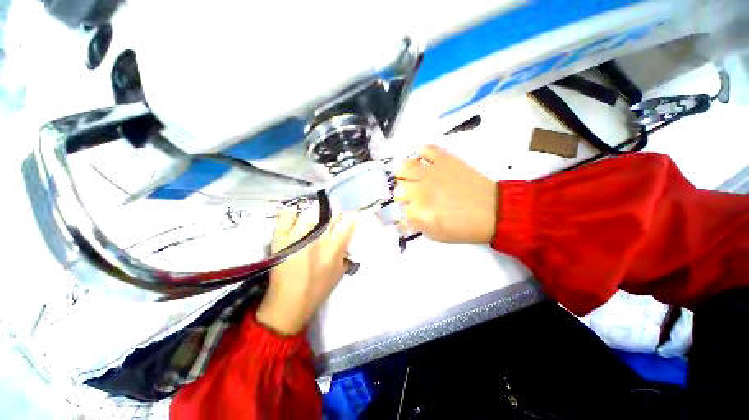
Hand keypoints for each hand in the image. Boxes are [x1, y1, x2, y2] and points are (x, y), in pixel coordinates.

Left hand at [256, 206, 357, 334]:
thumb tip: (349, 236)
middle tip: (332, 219)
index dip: (351, 216)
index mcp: (334, 246)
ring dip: (315, 211)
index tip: (350, 216)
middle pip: (330, 213)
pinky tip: (296, 215)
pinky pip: (286, 215)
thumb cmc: (318, 288)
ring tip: (315, 215)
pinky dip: (292, 212)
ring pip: (310, 210)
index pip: (347, 221)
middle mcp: (317, 236)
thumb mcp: (340, 271)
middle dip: (334, 214)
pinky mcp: (280, 237)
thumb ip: (346, 251)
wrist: (289, 302)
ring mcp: (297, 234)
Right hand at [394, 145, 496, 243]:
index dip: (398, 213)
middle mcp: (421, 190)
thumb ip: (415, 225)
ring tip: (410, 178)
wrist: (495, 211)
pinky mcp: (445, 159)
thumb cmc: (465, 228)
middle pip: (397, 188)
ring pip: (405, 167)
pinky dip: (420, 153)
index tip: (404, 214)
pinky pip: (426, 149)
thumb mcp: (435, 235)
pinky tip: (421, 161)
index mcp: (419, 212)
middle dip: (401, 196)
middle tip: (409, 198)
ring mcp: (432, 172)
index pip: (396, 210)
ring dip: (404, 174)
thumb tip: (401, 218)